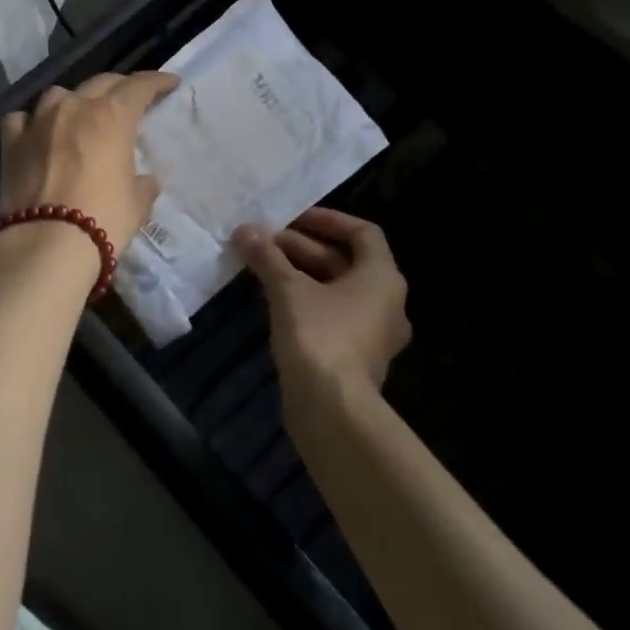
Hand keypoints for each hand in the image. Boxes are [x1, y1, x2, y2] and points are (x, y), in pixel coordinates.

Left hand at [0, 72, 179, 253]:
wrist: (46, 243)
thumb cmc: (103, 219)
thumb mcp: (136, 204)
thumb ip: (142, 185)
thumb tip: (144, 181)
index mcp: (111, 116)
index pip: (139, 87)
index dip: (156, 81)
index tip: (170, 82)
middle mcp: (73, 107)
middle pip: (100, 83)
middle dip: (119, 87)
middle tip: (129, 99)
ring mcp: (38, 121)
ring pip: (58, 94)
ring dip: (73, 101)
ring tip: (79, 115)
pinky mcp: (10, 142)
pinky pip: (21, 119)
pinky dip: (31, 122)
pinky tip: (35, 133)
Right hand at [234, 208, 409, 417]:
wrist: (332, 410)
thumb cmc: (319, 336)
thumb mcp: (288, 289)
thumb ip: (267, 257)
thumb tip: (244, 230)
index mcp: (382, 278)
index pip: (362, 233)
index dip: (327, 220)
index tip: (291, 218)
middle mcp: (386, 302)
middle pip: (344, 261)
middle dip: (301, 248)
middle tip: (263, 242)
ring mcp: (372, 332)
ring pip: (335, 289)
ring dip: (300, 273)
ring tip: (262, 266)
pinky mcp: (355, 356)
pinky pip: (332, 314)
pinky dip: (306, 301)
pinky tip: (274, 301)